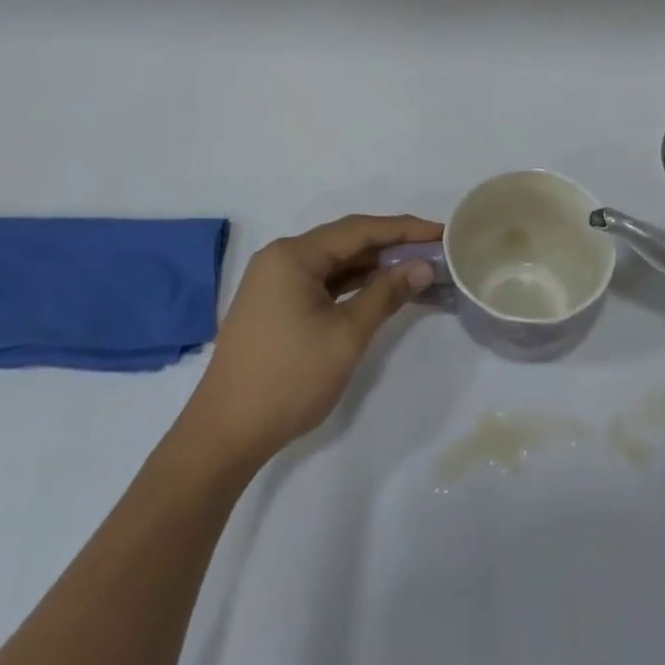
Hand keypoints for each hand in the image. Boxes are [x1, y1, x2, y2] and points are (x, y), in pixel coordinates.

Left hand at [184, 214, 440, 470]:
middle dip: (391, 246)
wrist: (224, 435)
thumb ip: (386, 294)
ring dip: (373, 267)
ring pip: (334, 264)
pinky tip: (379, 291)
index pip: (359, 230)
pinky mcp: (274, 307)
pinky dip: (351, 286)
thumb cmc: (289, 379)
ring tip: (415, 269)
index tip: (441, 231)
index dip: (404, 229)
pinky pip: (321, 283)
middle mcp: (280, 259)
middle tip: (434, 250)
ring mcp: (274, 283)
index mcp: (293, 255)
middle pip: (345, 242)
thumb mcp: (346, 335)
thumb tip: (422, 266)